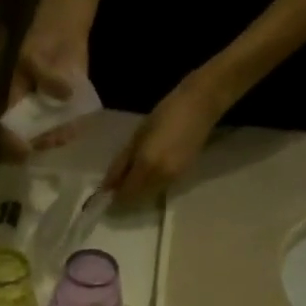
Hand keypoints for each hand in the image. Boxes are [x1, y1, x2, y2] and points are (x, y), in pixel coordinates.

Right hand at [3, 14, 91, 157]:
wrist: (64, 27)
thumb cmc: (43, 39)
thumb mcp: (36, 55)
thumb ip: (47, 77)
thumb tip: (66, 96)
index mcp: (19, 100)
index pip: (12, 128)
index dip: (16, 142)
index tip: (25, 149)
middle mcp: (34, 109)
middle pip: (35, 135)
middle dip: (43, 141)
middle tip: (54, 139)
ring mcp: (52, 108)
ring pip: (53, 132)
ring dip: (60, 136)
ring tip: (67, 133)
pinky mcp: (70, 103)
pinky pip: (71, 122)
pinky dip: (75, 126)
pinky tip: (77, 125)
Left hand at [104, 71, 226, 201]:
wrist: (200, 106)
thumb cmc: (165, 114)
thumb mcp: (137, 137)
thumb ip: (121, 164)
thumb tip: (107, 185)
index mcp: (146, 166)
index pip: (125, 194)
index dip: (113, 197)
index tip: (105, 192)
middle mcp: (160, 179)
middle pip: (136, 199)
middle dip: (125, 196)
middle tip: (116, 184)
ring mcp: (173, 180)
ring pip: (148, 196)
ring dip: (137, 192)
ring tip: (131, 176)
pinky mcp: (182, 178)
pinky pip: (160, 189)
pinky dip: (149, 186)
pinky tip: (148, 172)